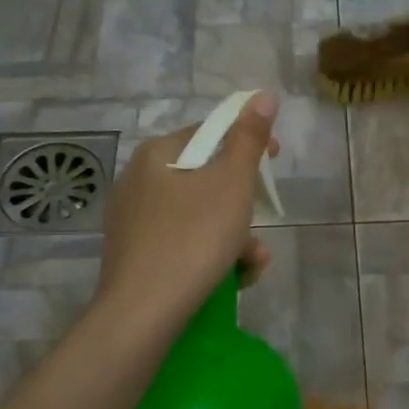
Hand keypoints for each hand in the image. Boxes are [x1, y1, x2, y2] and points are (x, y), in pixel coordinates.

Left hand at [95, 92, 280, 319]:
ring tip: (252, 264)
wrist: (143, 313)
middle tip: (262, 224)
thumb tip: (263, 94)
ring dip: (234, 234)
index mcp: (157, 153)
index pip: (210, 132)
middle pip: (206, 177)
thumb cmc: (193, 238)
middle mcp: (138, 180)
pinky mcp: (135, 254)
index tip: (275, 162)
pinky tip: (230, 277)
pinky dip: (210, 252)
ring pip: (198, 214)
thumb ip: (249, 138)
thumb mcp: (231, 183)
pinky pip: (182, 240)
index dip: (248, 142)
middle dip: (244, 203)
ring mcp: (133, 219)